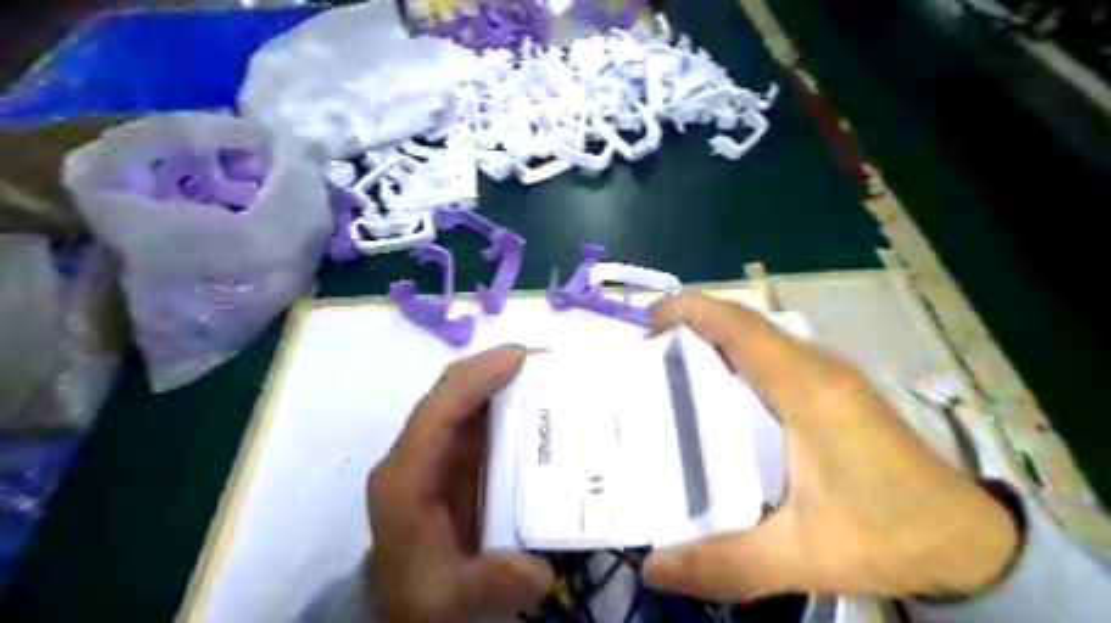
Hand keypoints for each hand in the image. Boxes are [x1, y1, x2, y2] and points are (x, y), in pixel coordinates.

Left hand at [369, 346, 551, 621]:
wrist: (408, 609)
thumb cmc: (419, 598)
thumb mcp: (450, 600)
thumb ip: (493, 582)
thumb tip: (538, 568)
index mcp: (406, 477)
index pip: (439, 411)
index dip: (477, 377)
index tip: (520, 357)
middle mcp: (417, 453)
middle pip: (452, 394)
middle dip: (494, 367)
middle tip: (545, 358)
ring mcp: (435, 453)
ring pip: (466, 401)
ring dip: (502, 380)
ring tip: (547, 372)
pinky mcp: (452, 460)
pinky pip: (479, 421)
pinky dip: (506, 405)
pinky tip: (536, 405)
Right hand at [642, 295, 1014, 600]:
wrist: (968, 540)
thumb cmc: (889, 534)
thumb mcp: (804, 556)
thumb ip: (726, 563)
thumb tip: (652, 568)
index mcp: (807, 388)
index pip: (739, 326)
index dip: (690, 310)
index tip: (647, 319)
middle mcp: (816, 367)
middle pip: (743, 324)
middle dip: (691, 323)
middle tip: (645, 352)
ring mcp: (827, 374)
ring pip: (758, 337)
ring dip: (712, 338)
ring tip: (668, 366)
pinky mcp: (832, 388)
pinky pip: (771, 355)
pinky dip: (734, 356)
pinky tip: (716, 391)